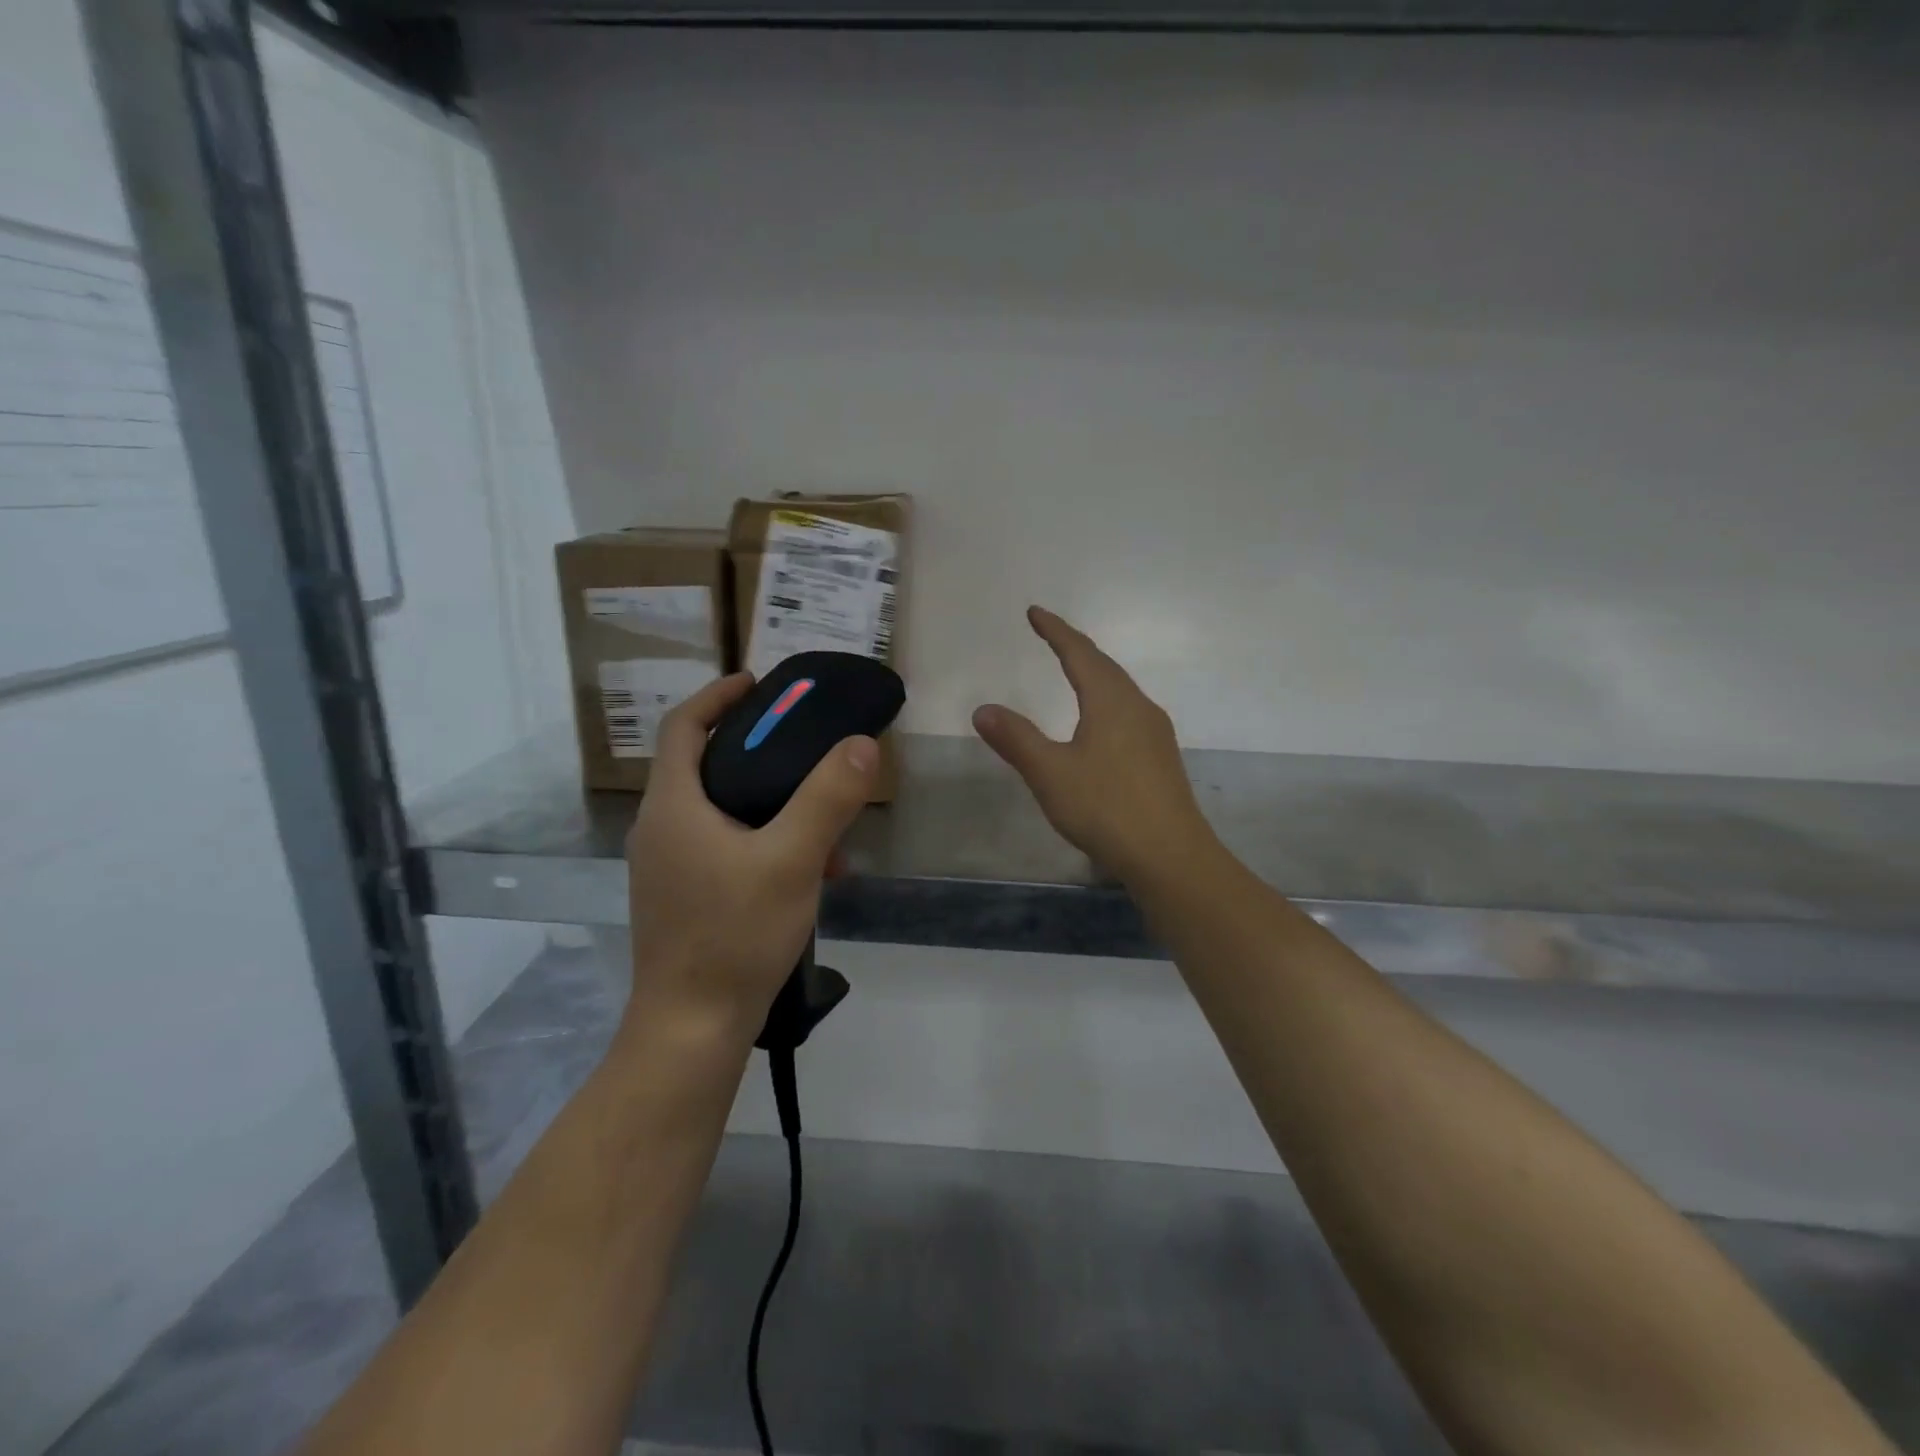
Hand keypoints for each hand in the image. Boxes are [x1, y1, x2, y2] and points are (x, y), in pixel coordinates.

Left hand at [624, 672, 877, 1042]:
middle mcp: (661, 828)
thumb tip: (862, 745)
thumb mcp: (792, 860)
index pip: (683, 726)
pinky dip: (763, 840)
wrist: (692, 1029)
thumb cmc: (735, 935)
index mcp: (673, 806)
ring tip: (823, 816)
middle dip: (757, 749)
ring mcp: (668, 866)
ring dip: (769, 801)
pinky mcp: (684, 896)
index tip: (759, 683)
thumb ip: (828, 798)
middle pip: (705, 764)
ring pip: (721, 809)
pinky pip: (725, 846)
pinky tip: (810, 870)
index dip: (718, 696)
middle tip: (806, 744)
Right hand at [972, 607, 1212, 884]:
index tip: (1035, 612)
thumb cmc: (1106, 808)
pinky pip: (1129, 712)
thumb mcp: (1050, 773)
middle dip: (1076, 647)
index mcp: (1111, 701)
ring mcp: (1155, 733)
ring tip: (1075, 671)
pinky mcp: (1161, 758)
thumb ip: (1017, 739)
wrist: (1170, 856)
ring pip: (1121, 690)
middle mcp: (1138, 707)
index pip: (1079, 653)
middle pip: (1105, 666)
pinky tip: (1102, 723)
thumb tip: (983, 709)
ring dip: (1095, 673)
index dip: (1056, 631)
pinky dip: (1106, 700)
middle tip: (1051, 635)